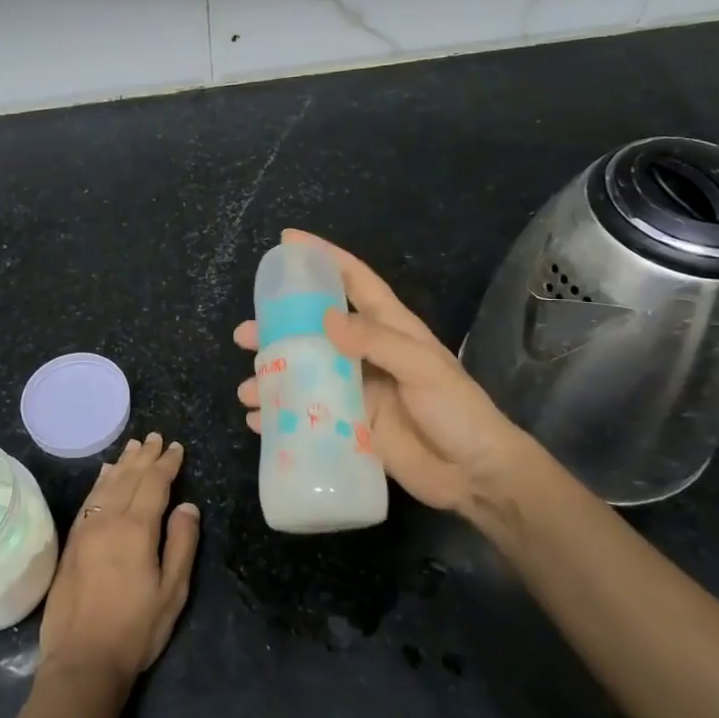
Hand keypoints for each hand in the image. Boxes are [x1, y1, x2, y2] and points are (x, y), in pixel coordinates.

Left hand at [39, 435, 200, 693]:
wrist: (82, 660)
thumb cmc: (136, 629)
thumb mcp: (172, 591)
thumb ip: (181, 544)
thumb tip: (188, 506)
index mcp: (136, 529)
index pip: (154, 484)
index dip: (167, 464)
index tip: (177, 448)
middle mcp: (108, 520)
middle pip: (129, 478)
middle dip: (145, 456)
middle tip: (156, 437)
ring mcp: (86, 529)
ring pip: (107, 484)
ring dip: (122, 463)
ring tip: (134, 446)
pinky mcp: (72, 542)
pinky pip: (89, 499)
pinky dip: (100, 481)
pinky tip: (105, 474)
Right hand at [235, 230, 530, 513]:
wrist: (475, 476)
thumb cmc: (457, 411)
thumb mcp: (423, 368)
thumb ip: (376, 341)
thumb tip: (324, 318)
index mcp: (389, 327)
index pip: (354, 280)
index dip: (323, 257)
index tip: (288, 241)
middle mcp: (366, 353)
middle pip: (314, 329)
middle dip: (277, 328)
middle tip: (243, 334)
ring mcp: (356, 390)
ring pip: (304, 373)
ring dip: (272, 377)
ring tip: (247, 389)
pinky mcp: (350, 425)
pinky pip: (307, 414)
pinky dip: (280, 416)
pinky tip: (258, 421)